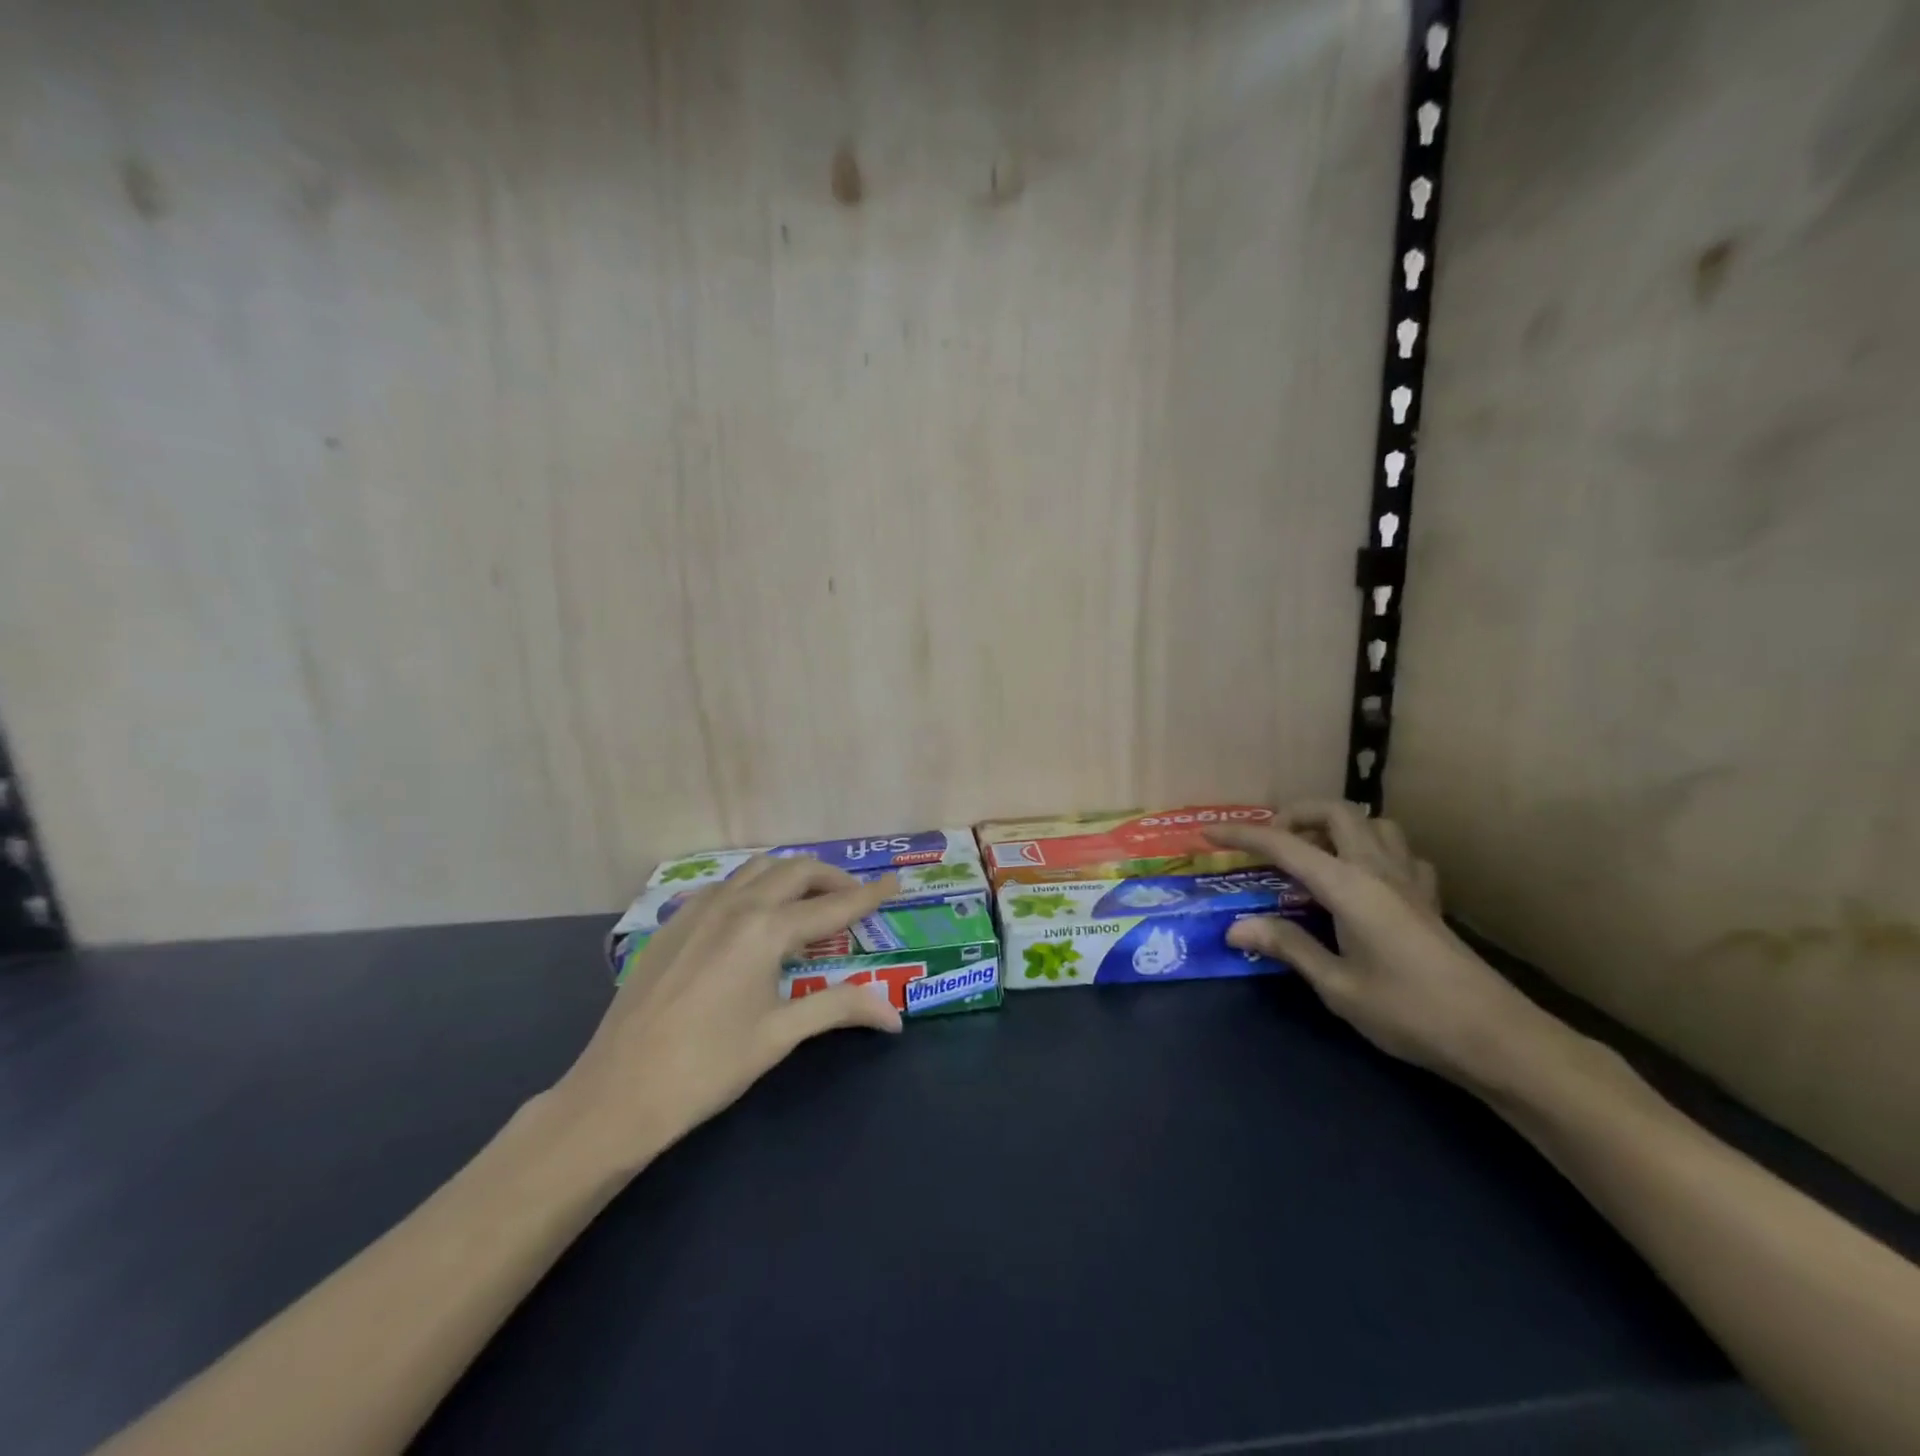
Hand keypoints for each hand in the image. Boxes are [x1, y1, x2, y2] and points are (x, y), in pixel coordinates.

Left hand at [552, 856, 902, 1167]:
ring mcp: (700, 909)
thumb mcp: (781, 1035)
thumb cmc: (708, 1066)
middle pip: (796, 871)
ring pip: (758, 869)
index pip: (833, 905)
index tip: (896, 882)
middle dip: (832, 878)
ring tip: (809, 900)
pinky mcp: (675, 922)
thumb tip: (895, 1013)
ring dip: (792, 875)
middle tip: (854, 898)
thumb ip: (840, 1008)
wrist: (618, 1091)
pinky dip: (755, 885)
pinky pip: (726, 885)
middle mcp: (736, 905)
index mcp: (766, 930)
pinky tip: (754, 915)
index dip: (869, 895)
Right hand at [1210, 803, 1559, 1087]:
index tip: (1209, 834)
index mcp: (1349, 886)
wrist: (1496, 1038)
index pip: (1284, 845)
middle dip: (1295, 814)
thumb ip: (1287, 946)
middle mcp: (1378, 869)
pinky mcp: (1430, 899)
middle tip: (1271, 842)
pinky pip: (1402, 854)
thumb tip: (1236, 927)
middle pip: (1336, 812)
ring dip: (1338, 826)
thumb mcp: (1337, 985)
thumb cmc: (1408, 1012)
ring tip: (1315, 854)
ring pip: (1374, 824)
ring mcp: (1410, 881)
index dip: (1242, 835)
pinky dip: (1376, 851)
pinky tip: (1368, 880)